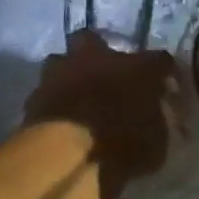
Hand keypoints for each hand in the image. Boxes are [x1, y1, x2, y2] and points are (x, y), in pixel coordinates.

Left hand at [23, 31, 182, 198]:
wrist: (67, 157)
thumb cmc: (122, 146)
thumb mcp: (157, 143)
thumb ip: (159, 123)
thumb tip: (161, 116)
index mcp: (136, 67)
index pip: (158, 60)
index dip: (162, 72)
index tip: (164, 85)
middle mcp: (97, 59)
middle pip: (93, 40)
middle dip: (96, 53)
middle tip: (104, 75)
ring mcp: (61, 73)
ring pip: (62, 61)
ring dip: (68, 75)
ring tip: (74, 96)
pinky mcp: (34, 96)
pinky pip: (45, 92)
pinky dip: (52, 102)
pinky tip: (58, 118)